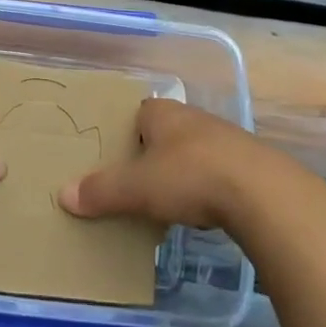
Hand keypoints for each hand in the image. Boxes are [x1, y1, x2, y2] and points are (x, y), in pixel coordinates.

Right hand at [58, 96, 274, 229]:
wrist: (262, 193)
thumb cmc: (190, 176)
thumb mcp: (138, 188)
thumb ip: (102, 191)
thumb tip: (63, 195)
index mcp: (163, 113)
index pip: (137, 113)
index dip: (124, 132)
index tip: (113, 157)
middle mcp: (192, 118)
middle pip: (163, 133)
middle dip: (150, 155)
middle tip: (133, 183)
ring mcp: (224, 140)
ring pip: (191, 153)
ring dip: (179, 173)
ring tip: (164, 203)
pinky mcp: (247, 166)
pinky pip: (216, 174)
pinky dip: (205, 190)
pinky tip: (200, 213)